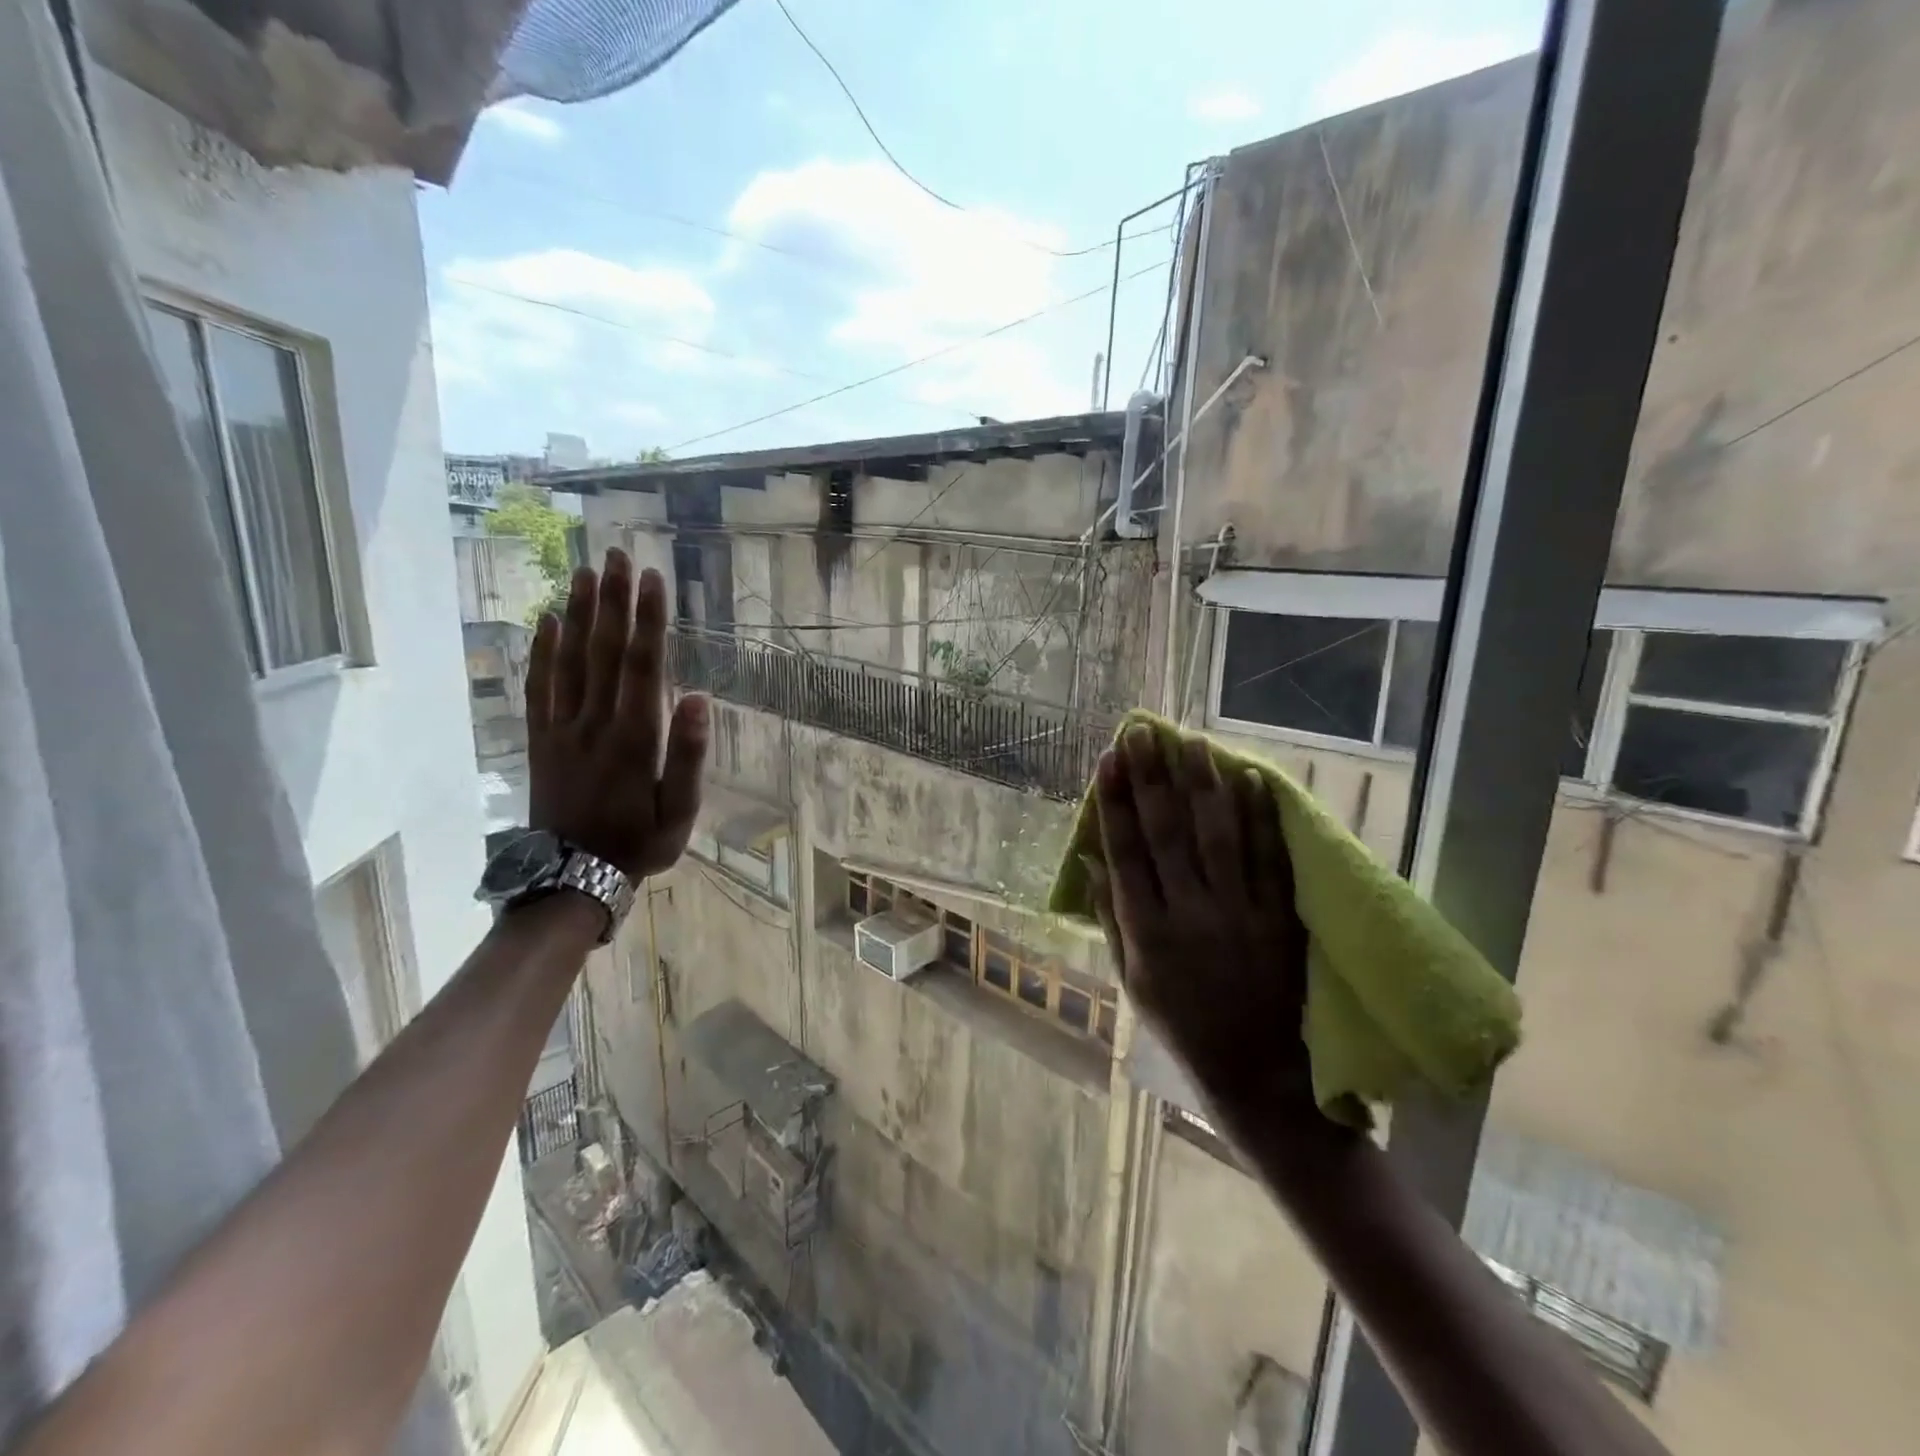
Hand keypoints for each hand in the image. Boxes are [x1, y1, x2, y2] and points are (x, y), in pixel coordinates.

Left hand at [525, 549, 707, 878]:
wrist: (573, 877)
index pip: (642, 665)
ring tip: (584, 572)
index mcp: (635, 738)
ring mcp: (561, 729)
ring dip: (577, 613)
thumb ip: (690, 755)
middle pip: (604, 650)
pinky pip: (539, 686)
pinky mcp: (540, 739)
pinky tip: (547, 621)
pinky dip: (542, 651)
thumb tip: (700, 698)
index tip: (652, 578)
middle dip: (612, 600)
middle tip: (616, 555)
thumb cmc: (639, 843)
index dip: (647, 619)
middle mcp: (595, 722)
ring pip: (568, 660)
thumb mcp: (680, 811)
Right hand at [1087, 725, 1321, 1132]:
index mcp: (1148, 930)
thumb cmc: (1181, 1023)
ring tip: (1194, 743)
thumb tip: (1091, 860)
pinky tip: (1251, 780)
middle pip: (1168, 833)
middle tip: (1144, 733)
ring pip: (1218, 836)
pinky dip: (1260, 818)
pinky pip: (1269, 860)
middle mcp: (1190, 913)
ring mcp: (1239, 913)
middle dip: (1153, 778)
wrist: (1255, 1069)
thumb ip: (1111, 916)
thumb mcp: (1131, 978)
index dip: (1116, 802)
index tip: (1109, 760)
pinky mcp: (1278, 917)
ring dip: (1205, 786)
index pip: (1127, 852)